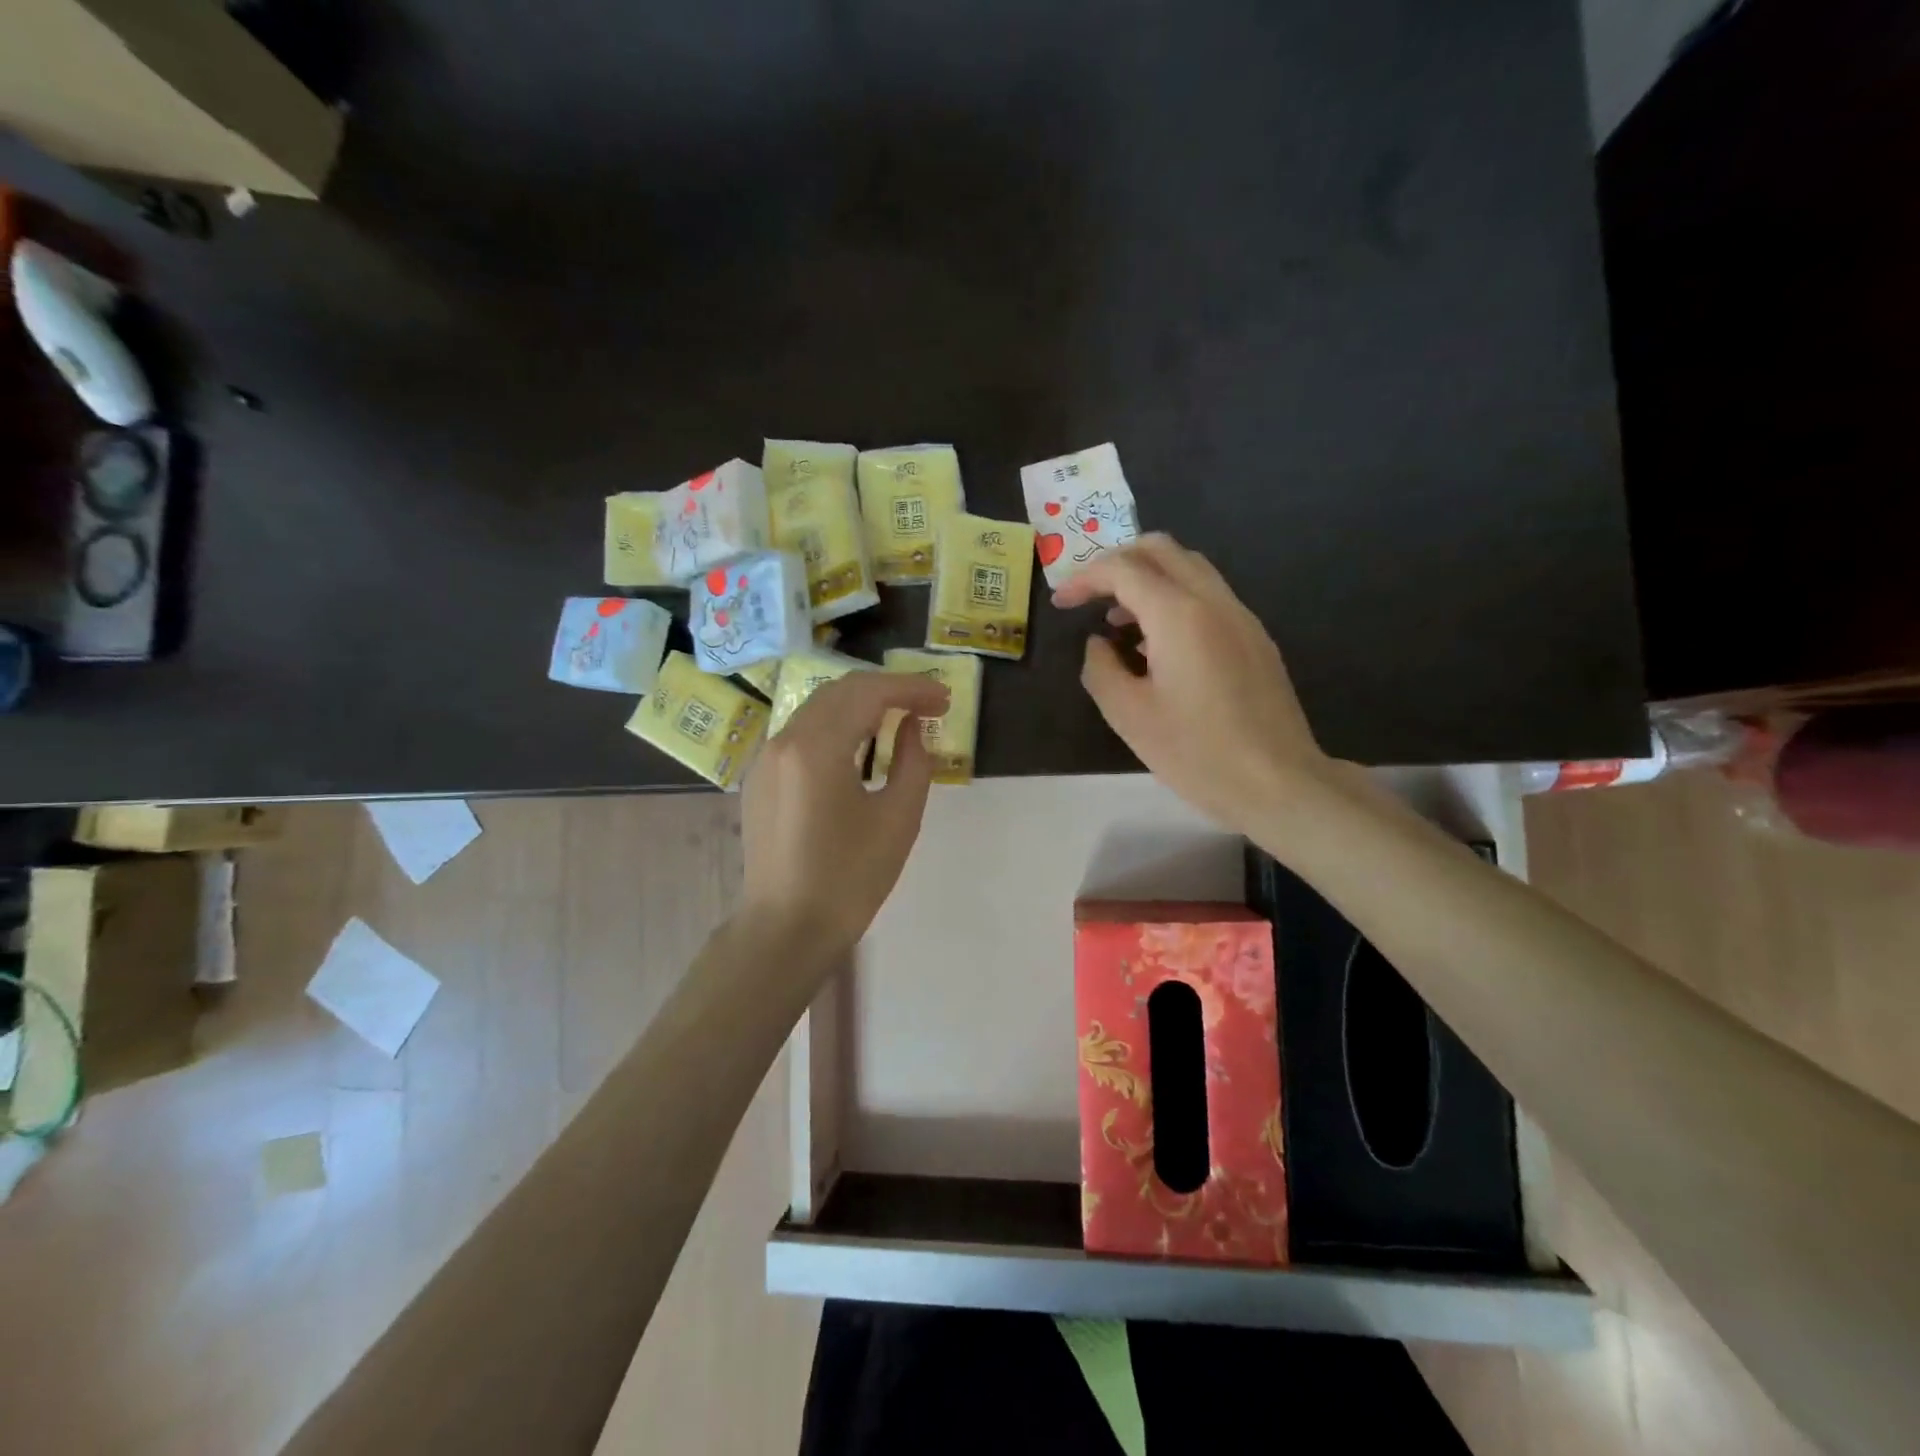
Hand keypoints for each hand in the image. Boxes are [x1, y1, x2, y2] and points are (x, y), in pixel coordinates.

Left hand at [740, 669, 950, 964]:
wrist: (786, 929)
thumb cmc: (849, 879)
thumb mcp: (898, 820)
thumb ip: (913, 762)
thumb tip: (912, 727)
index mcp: (816, 747)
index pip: (868, 693)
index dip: (912, 688)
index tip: (945, 699)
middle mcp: (784, 740)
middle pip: (840, 691)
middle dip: (887, 690)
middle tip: (928, 705)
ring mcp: (765, 758)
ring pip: (818, 708)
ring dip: (861, 706)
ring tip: (899, 720)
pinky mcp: (759, 778)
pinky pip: (802, 733)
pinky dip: (836, 727)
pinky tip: (859, 747)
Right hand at [1054, 533, 1329, 833]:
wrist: (1278, 782)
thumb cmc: (1197, 752)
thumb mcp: (1129, 716)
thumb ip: (1101, 669)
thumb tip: (1098, 644)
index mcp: (1179, 615)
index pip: (1124, 569)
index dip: (1085, 578)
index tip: (1062, 604)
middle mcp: (1214, 601)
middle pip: (1162, 550)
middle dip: (1118, 562)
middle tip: (1090, 595)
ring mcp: (1241, 617)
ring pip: (1190, 568)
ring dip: (1148, 579)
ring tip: (1119, 622)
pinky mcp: (1255, 638)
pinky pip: (1209, 596)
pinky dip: (1174, 599)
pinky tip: (1158, 645)